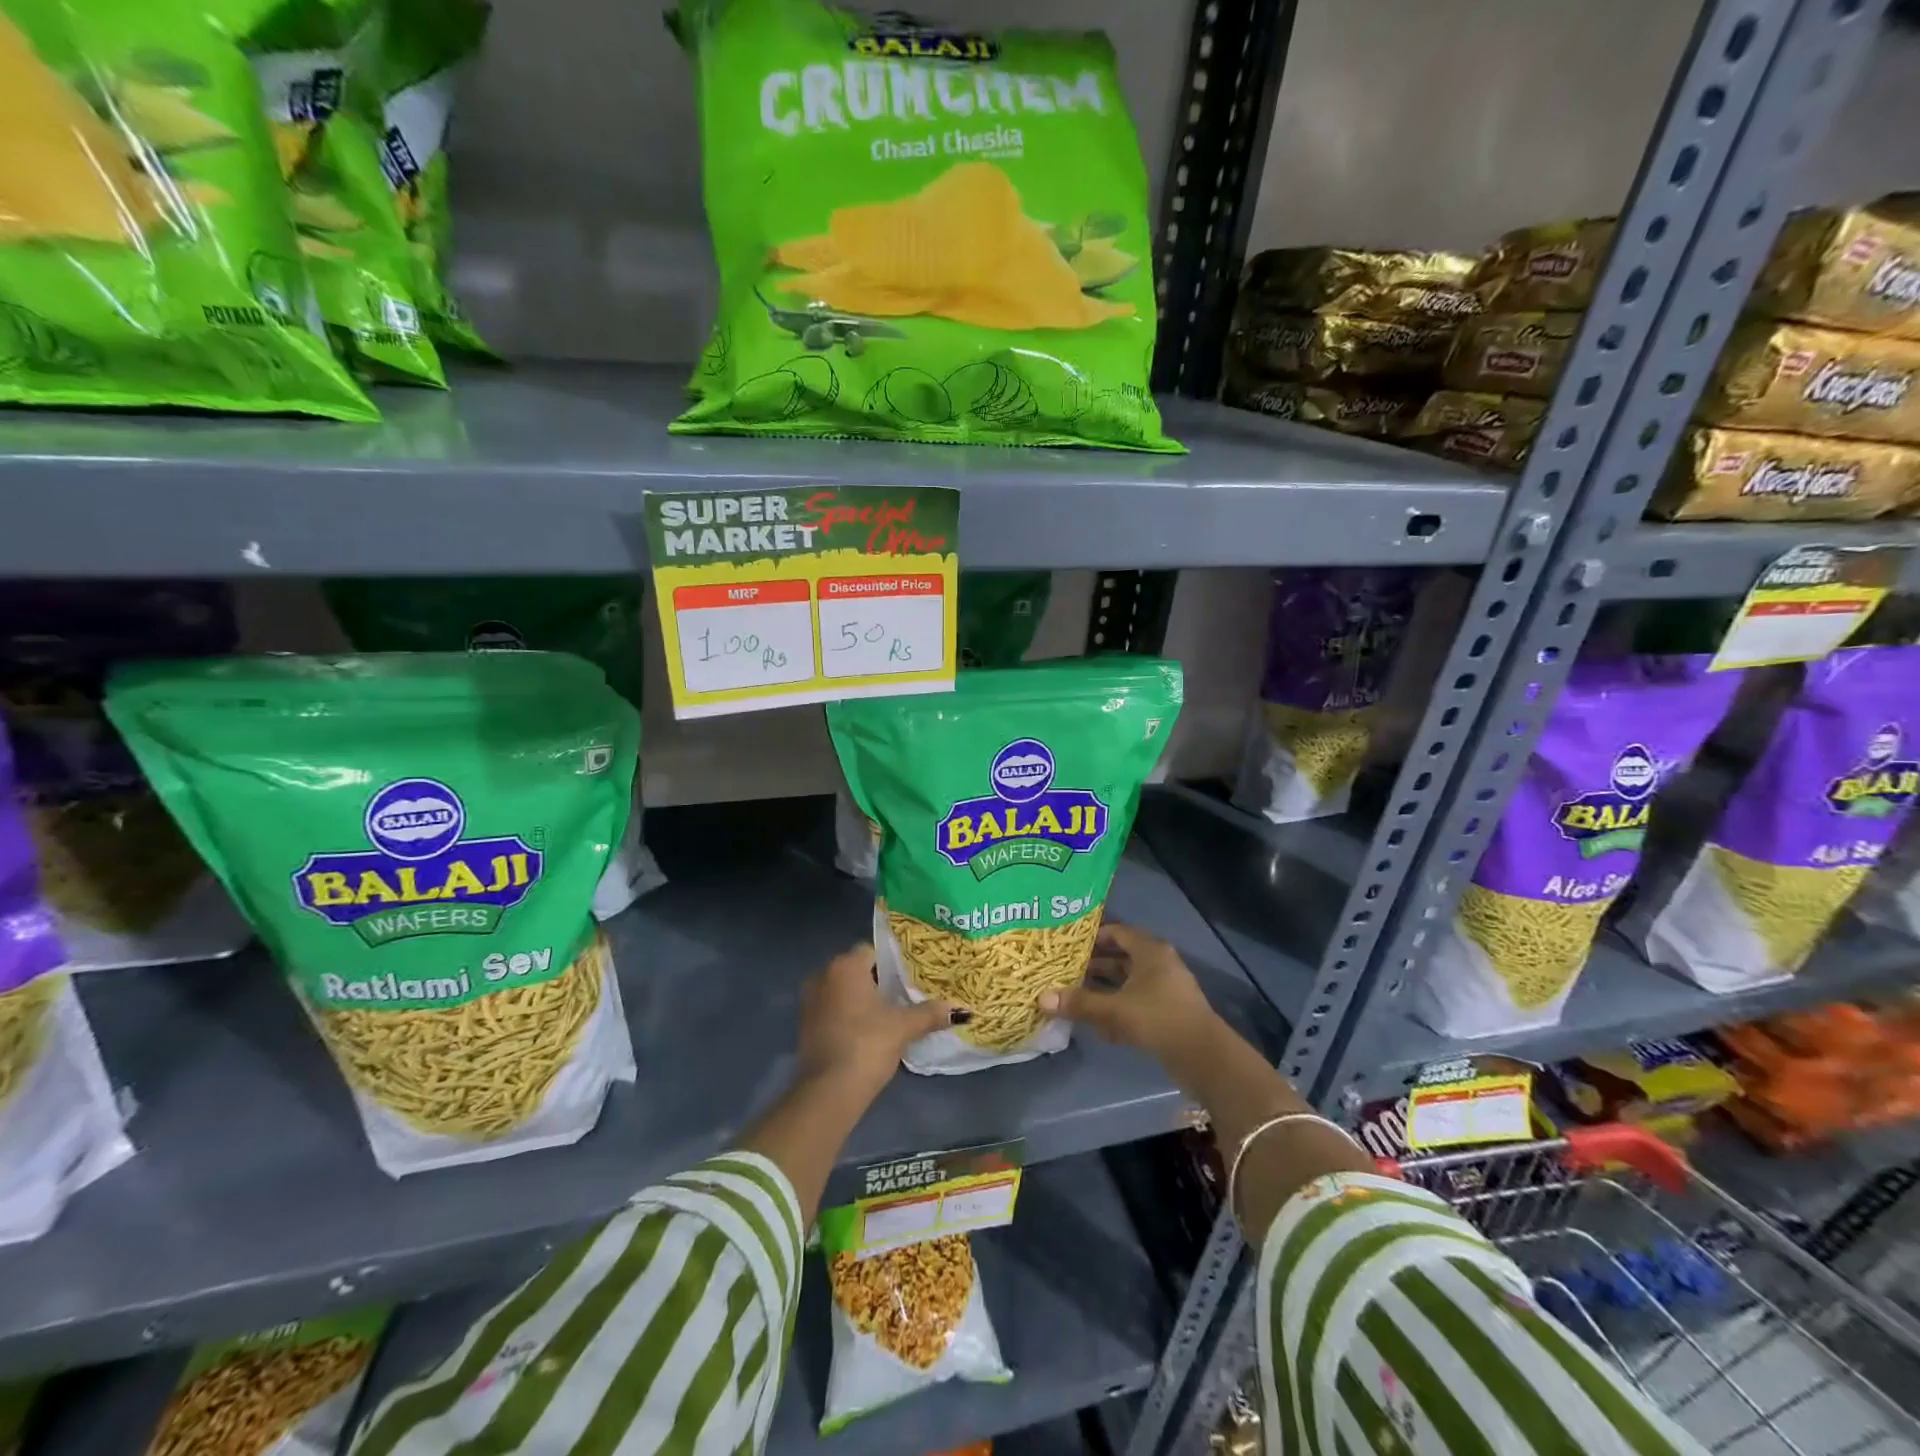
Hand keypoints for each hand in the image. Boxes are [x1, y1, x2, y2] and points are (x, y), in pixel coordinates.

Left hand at [795, 942, 953, 1096]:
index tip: (910, 977)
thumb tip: (962, 1010)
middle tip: (904, 994)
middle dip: (878, 980)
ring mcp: (810, 1000)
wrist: (829, 1091)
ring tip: (889, 1013)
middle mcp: (823, 975)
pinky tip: (868, 1031)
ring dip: (862, 999)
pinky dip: (848, 1014)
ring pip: (843, 990)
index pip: (872, 951)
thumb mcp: (904, 1027)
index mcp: (845, 966)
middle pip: (857, 969)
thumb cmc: (867, 1044)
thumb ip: (931, 1013)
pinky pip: (832, 1008)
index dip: (892, 962)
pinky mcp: (805, 1024)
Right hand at [1039, 923, 1221, 1063]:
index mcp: (1150, 950)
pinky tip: (1096, 1023)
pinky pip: (1136, 1002)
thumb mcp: (1114, 1009)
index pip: (1117, 932)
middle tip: (1064, 970)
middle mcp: (1159, 963)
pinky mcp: (1167, 1012)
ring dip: (1103, 988)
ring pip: (1127, 982)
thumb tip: (1042, 998)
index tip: (1067, 944)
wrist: (1203, 1056)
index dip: (1092, 936)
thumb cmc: (1158, 1018)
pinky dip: (1117, 1007)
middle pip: (1120, 957)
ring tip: (1073, 994)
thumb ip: (1079, 1003)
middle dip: (1093, 965)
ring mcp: (1165, 988)